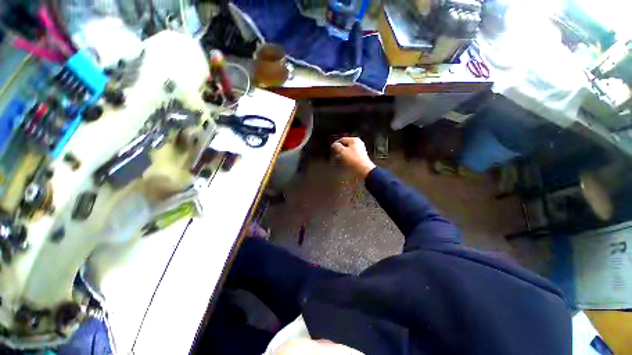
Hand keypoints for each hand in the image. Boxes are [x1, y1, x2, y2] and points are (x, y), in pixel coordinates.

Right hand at [331, 137, 375, 177]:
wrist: (363, 170)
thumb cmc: (353, 160)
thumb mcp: (342, 151)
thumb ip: (336, 146)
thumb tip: (334, 145)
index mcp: (354, 140)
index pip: (342, 139)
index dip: (335, 144)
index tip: (331, 149)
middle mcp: (358, 144)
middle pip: (345, 146)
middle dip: (339, 150)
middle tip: (334, 155)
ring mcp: (360, 151)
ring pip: (348, 151)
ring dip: (342, 155)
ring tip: (338, 160)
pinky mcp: (360, 158)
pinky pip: (351, 157)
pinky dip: (347, 159)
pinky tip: (344, 163)